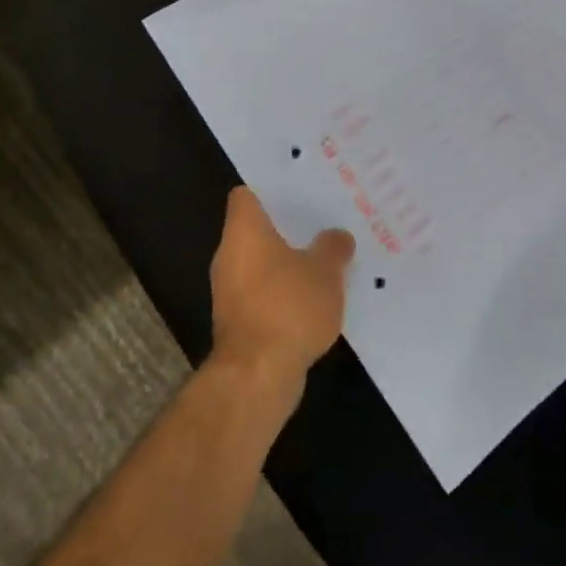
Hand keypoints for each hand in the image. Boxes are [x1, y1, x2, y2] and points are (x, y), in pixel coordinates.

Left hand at [208, 187, 353, 397]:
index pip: (245, 196)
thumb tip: (337, 237)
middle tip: (320, 224)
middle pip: (254, 232)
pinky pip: (262, 295)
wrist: (257, 374)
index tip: (297, 191)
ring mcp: (229, 292)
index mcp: (244, 232)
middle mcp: (228, 256)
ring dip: (285, 265)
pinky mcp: (237, 323)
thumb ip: (332, 248)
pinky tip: (312, 301)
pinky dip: (282, 295)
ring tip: (323, 262)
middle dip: (285, 230)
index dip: (268, 191)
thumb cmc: (289, 307)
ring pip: (259, 266)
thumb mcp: (325, 272)